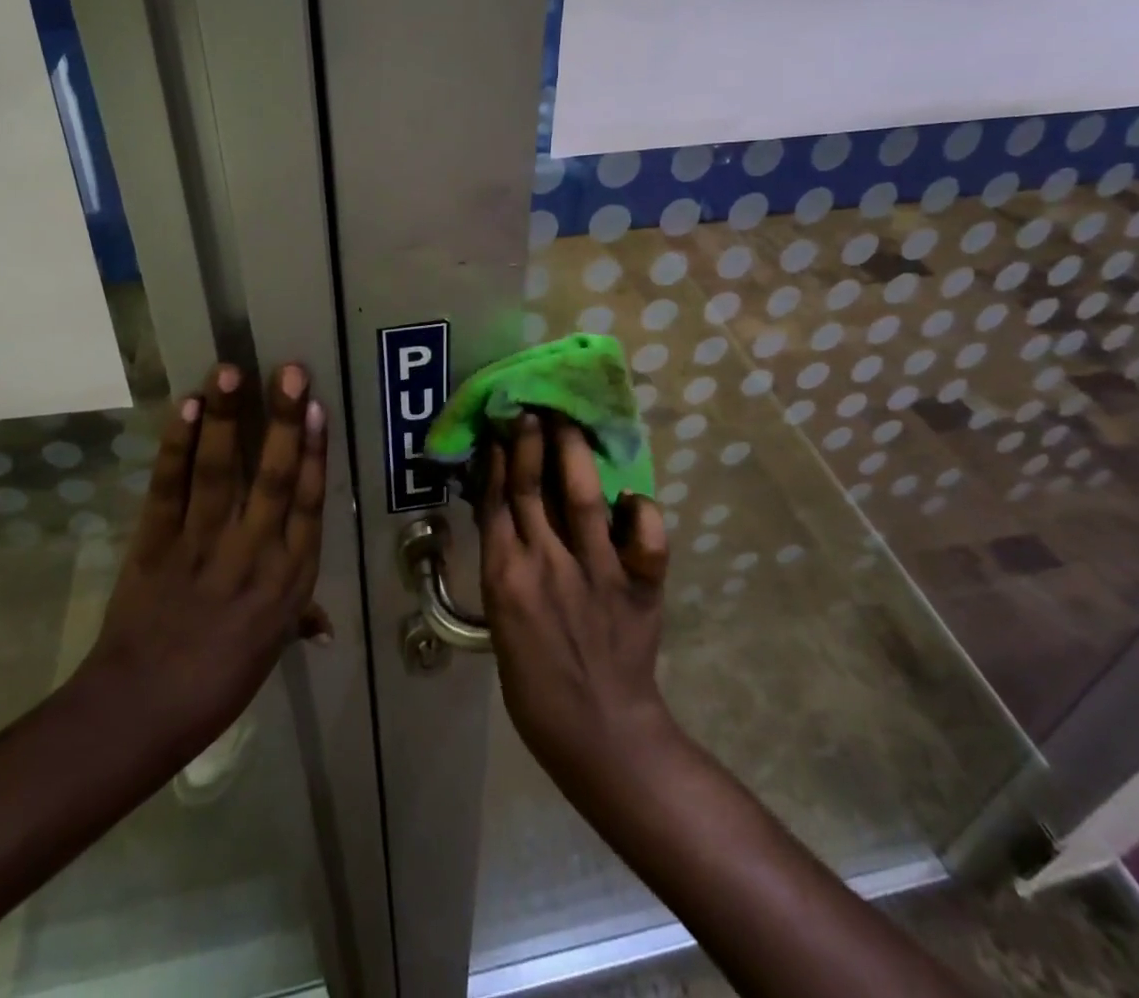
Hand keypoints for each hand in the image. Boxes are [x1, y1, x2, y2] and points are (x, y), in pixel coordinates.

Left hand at [74, 362, 326, 764]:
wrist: (139, 713)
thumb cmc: (218, 684)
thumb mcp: (271, 650)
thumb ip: (298, 619)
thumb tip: (324, 624)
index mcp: (289, 579)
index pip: (309, 503)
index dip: (315, 452)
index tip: (319, 407)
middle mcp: (254, 554)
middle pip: (274, 478)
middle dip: (284, 420)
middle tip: (291, 371)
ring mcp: (202, 546)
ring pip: (220, 473)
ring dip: (226, 419)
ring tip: (231, 371)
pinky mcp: (155, 544)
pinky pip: (169, 488)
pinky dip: (177, 447)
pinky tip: (186, 408)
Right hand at [476, 412, 674, 798]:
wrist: (598, 733)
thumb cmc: (537, 683)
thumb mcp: (503, 621)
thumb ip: (507, 564)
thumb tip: (508, 512)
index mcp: (506, 576)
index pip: (496, 501)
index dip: (498, 459)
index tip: (501, 426)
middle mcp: (546, 563)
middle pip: (532, 487)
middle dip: (530, 441)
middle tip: (532, 405)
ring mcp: (595, 572)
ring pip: (581, 496)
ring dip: (573, 453)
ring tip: (568, 421)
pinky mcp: (637, 586)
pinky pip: (642, 538)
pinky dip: (639, 513)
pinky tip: (631, 498)